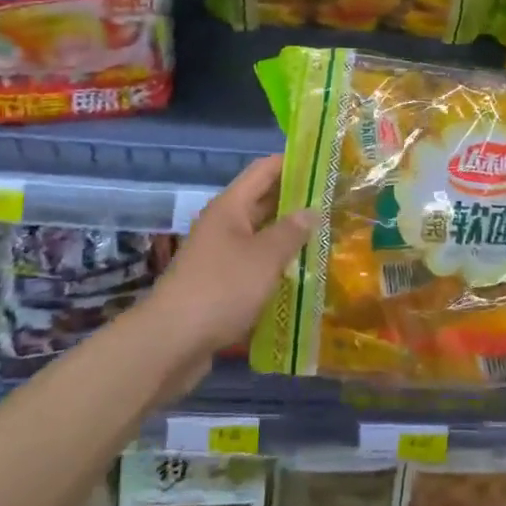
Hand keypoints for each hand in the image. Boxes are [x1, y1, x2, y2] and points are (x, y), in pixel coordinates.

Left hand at [144, 156, 314, 387]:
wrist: (170, 343)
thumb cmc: (221, 288)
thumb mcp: (264, 257)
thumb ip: (291, 231)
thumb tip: (312, 210)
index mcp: (230, 206)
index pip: (264, 170)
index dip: (293, 162)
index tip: (324, 163)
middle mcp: (223, 224)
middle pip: (262, 201)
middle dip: (296, 200)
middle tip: (334, 201)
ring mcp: (219, 255)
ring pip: (260, 235)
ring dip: (287, 235)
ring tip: (325, 235)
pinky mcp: (219, 284)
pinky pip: (253, 264)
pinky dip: (275, 264)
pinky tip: (300, 274)